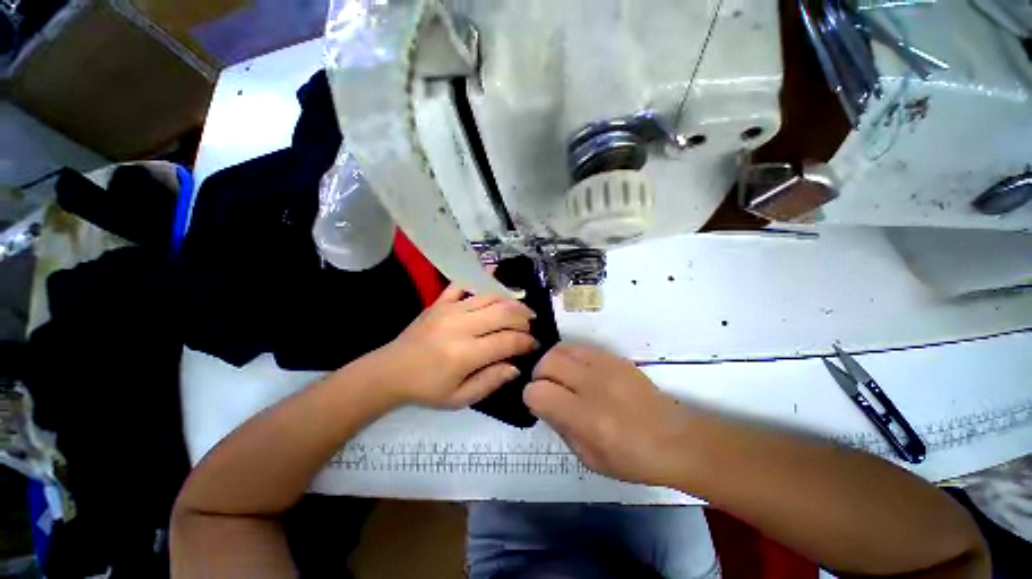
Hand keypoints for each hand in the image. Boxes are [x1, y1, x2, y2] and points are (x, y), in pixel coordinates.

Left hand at [371, 283, 537, 408]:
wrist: (389, 371)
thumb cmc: (426, 389)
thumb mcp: (460, 398)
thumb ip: (491, 382)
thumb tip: (516, 366)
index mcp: (466, 354)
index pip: (508, 341)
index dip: (527, 342)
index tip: (534, 346)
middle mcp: (461, 326)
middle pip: (503, 313)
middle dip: (524, 318)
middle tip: (530, 326)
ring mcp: (450, 309)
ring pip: (490, 297)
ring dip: (510, 301)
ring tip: (521, 309)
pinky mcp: (440, 301)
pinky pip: (463, 283)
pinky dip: (481, 277)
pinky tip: (494, 272)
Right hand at [524, 344, 691, 485]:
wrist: (678, 439)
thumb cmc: (634, 460)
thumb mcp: (589, 458)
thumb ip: (560, 427)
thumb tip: (543, 403)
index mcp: (586, 418)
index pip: (538, 393)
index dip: (530, 397)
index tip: (537, 404)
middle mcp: (593, 385)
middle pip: (546, 363)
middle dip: (538, 375)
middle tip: (546, 389)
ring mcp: (605, 366)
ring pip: (560, 349)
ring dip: (552, 362)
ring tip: (559, 377)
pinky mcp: (614, 358)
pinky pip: (579, 347)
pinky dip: (569, 356)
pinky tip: (577, 371)